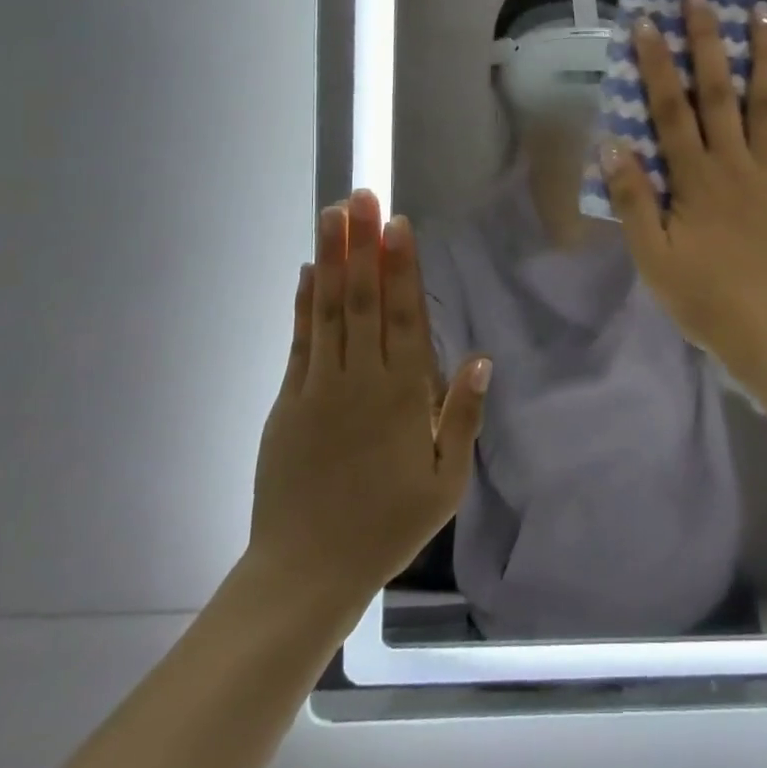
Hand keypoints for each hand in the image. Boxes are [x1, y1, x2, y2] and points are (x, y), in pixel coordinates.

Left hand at [245, 190, 488, 605]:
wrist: (306, 571)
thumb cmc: (388, 526)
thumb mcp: (445, 481)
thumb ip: (462, 416)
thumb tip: (479, 357)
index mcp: (403, 396)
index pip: (405, 317)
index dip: (402, 267)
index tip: (397, 224)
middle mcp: (361, 380)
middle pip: (364, 300)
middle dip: (362, 245)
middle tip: (359, 196)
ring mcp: (319, 388)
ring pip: (329, 311)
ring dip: (332, 260)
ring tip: (332, 215)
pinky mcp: (287, 403)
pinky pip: (299, 343)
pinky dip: (303, 304)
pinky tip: (309, 272)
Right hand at [601, 0, 766, 371]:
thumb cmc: (707, 300)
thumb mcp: (654, 259)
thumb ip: (634, 201)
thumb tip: (612, 145)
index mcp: (694, 179)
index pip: (670, 110)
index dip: (657, 64)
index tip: (646, 23)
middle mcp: (735, 162)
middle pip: (719, 91)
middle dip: (707, 39)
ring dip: (765, 53)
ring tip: (763, 10)